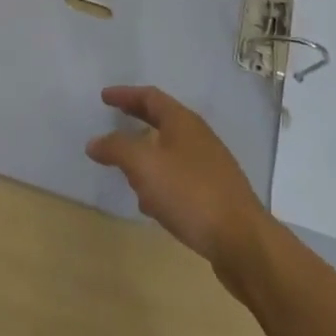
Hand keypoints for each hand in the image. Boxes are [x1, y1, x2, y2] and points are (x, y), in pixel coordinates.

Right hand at [86, 85, 267, 275]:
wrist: (241, 241)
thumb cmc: (190, 193)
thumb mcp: (144, 165)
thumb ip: (116, 149)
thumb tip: (94, 142)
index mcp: (183, 122)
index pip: (150, 97)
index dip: (125, 95)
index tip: (104, 97)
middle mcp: (198, 138)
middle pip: (161, 121)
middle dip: (135, 121)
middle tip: (113, 121)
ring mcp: (209, 166)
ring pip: (170, 152)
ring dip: (146, 155)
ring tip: (126, 169)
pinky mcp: (214, 194)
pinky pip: (179, 179)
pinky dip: (159, 182)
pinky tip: (151, 204)